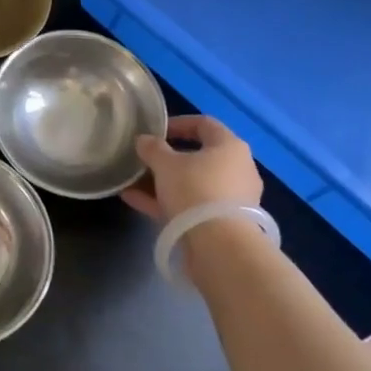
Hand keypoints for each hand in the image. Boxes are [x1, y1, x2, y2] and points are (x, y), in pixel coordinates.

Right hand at [121, 114, 262, 222]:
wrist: (219, 246)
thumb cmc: (195, 190)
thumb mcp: (166, 164)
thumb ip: (153, 148)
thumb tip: (144, 140)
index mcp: (230, 146)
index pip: (204, 124)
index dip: (178, 123)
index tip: (155, 131)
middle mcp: (237, 169)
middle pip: (198, 157)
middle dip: (167, 158)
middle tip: (144, 159)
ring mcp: (232, 199)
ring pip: (192, 184)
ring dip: (163, 182)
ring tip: (133, 182)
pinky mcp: (222, 223)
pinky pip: (191, 206)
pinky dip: (166, 202)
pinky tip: (135, 201)